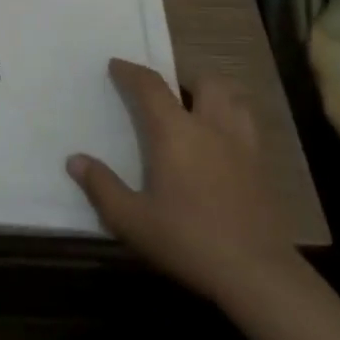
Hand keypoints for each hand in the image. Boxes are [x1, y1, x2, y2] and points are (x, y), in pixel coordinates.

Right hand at [68, 58, 296, 297]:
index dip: (131, 71)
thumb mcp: (132, 220)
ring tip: (201, 112)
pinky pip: (250, 130)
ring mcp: (243, 147)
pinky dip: (234, 125)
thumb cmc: (188, 240)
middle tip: (169, 94)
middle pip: (206, 82)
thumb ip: (102, 187)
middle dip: (185, 78)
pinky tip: (224, 149)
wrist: (257, 274)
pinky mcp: (264, 171)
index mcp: (175, 131)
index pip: (150, 86)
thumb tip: (75, 160)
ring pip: (236, 101)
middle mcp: (211, 127)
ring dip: (217, 97)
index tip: (116, 65)